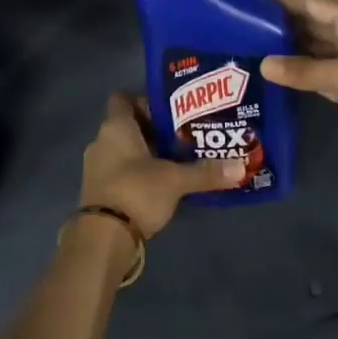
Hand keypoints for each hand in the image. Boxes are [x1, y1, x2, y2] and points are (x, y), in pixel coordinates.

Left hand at [79, 93, 243, 237]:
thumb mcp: (175, 180)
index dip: (146, 101)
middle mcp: (101, 141)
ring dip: (147, 154)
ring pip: (124, 150)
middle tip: (185, 135)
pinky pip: (120, 171)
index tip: (172, 110)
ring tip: (178, 160)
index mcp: (115, 127)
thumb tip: (241, 166)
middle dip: (154, 130)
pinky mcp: (99, 191)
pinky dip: (138, 173)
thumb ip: (206, 171)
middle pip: (128, 125)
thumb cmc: (136, 192)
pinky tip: (162, 183)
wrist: (102, 239)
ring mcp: (96, 167)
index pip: (123, 99)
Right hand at [261, 0, 337, 178]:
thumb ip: (306, 70)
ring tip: (246, 45)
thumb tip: (263, 64)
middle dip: (279, 22)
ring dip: (286, 48)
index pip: (313, 3)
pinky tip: (271, 72)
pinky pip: (316, 73)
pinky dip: (296, 72)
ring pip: (312, 49)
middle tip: (238, 24)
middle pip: (311, 24)